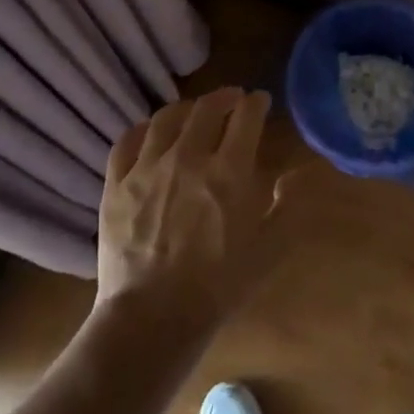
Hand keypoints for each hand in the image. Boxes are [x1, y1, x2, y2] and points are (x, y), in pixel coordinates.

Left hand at [95, 88, 282, 338]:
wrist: (153, 316)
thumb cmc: (220, 286)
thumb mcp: (270, 250)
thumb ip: (289, 206)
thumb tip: (297, 173)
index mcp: (229, 171)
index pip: (246, 117)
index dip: (256, 103)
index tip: (260, 100)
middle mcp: (188, 157)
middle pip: (206, 109)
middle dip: (224, 97)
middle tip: (232, 98)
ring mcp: (147, 168)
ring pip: (166, 118)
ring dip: (186, 108)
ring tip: (193, 111)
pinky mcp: (115, 184)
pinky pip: (127, 141)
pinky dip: (143, 129)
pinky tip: (151, 132)